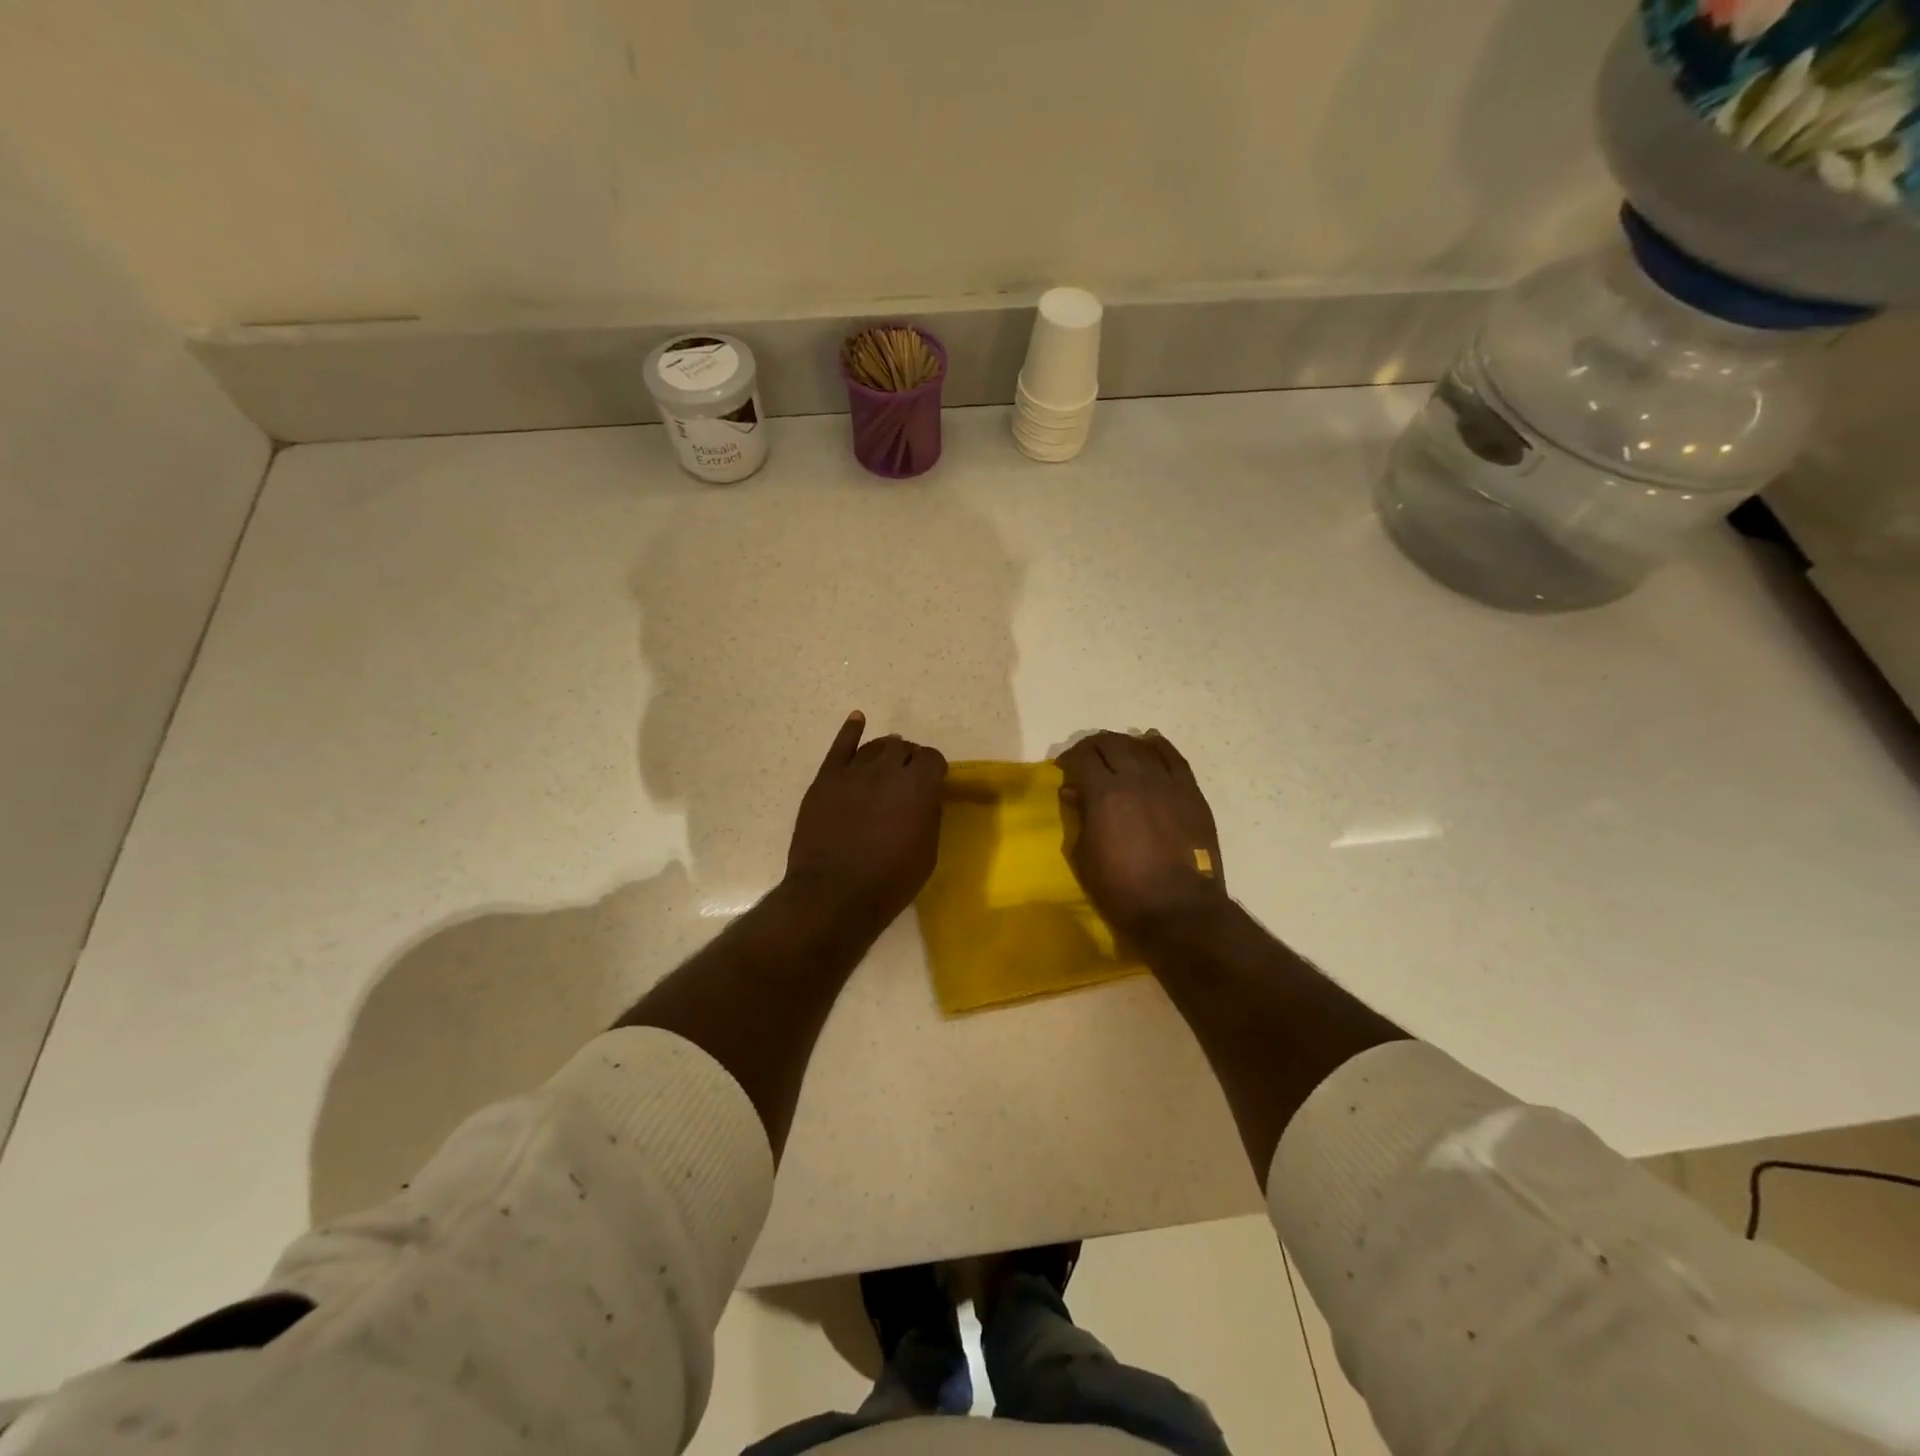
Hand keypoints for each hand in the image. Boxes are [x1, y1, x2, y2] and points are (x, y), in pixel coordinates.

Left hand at [786, 712, 947, 927]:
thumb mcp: (927, 852)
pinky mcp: (826, 779)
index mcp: (918, 787)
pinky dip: (851, 730)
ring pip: (876, 746)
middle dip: (909, 760)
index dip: (934, 770)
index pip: (932, 758)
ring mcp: (853, 772)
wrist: (833, 895)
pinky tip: (858, 719)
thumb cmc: (889, 882)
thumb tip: (927, 795)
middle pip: (903, 748)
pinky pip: (840, 746)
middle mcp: (887, 770)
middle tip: (907, 780)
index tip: (932, 784)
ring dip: (886, 751)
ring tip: (887, 763)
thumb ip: (930, 814)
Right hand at [1057, 730, 1228, 942]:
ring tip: (1115, 752)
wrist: (1179, 908)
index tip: (1064, 770)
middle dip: (1092, 746)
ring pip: (1141, 746)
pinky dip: (1158, 746)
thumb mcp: (1085, 857)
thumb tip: (1073, 791)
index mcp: (1104, 794)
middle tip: (1085, 759)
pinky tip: (1149, 743)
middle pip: (1110, 744)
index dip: (1068, 760)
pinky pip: (1174, 758)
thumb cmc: (1122, 890)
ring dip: (1123, 744)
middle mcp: (1135, 778)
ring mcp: (1167, 783)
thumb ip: (1079, 818)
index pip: (1082, 759)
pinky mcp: (1190, 792)